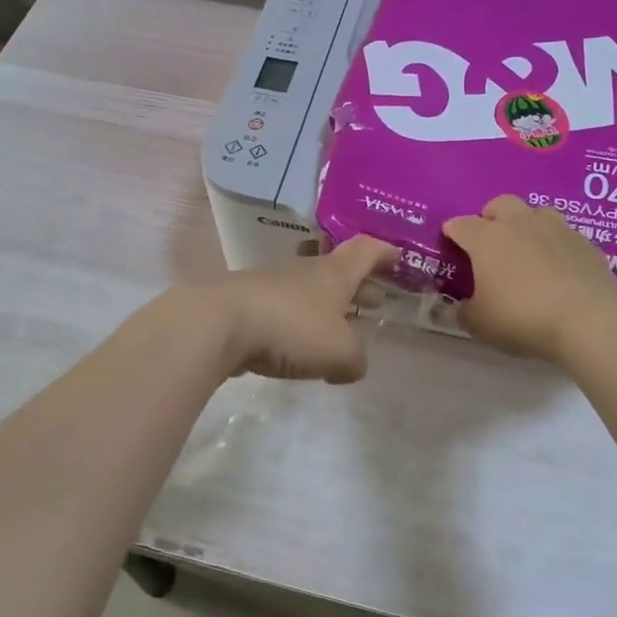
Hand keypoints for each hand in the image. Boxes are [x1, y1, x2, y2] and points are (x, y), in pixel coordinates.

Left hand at [203, 235, 398, 383]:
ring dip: (328, 308)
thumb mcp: (340, 352)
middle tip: (376, 299)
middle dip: (359, 286)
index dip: (383, 253)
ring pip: (310, 293)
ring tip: (339, 329)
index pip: (365, 252)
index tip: (397, 256)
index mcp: (334, 275)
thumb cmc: (291, 327)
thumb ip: (355, 360)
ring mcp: (273, 288)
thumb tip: (352, 365)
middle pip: (338, 272)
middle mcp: (305, 274)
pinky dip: (299, 327)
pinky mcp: (247, 308)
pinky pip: (283, 314)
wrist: (219, 324)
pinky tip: (299, 349)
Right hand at [442, 195, 616, 362]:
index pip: (461, 224)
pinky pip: (564, 235)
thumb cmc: (522, 318)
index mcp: (487, 238)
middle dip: (490, 217)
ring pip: (536, 212)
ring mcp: (556, 229)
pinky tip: (558, 268)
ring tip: (526, 250)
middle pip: (500, 204)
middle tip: (490, 242)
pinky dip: (555, 246)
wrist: (588, 320)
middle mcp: (520, 224)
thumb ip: (464, 312)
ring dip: (526, 224)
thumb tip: (460, 307)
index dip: (452, 232)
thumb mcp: (480, 324)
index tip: (450, 242)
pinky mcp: (586, 243)